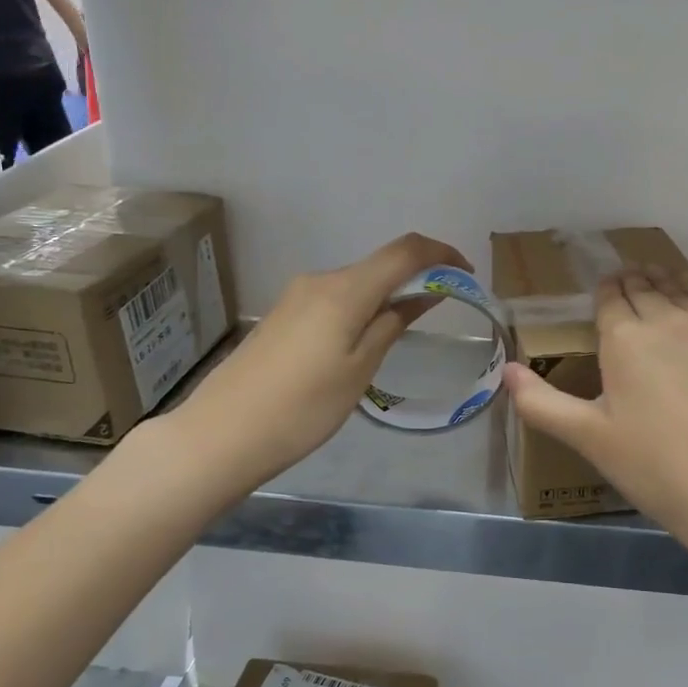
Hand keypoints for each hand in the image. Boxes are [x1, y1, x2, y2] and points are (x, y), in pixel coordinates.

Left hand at [163, 232, 467, 486]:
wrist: (221, 435)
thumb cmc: (303, 407)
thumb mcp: (360, 368)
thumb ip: (394, 322)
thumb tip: (426, 292)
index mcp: (344, 289)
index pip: (405, 251)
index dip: (441, 254)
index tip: (466, 275)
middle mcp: (320, 280)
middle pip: (380, 264)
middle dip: (417, 277)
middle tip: (441, 312)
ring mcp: (297, 296)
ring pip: (358, 282)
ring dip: (389, 294)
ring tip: (406, 332)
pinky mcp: (284, 315)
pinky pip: (336, 298)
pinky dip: (363, 307)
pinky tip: (365, 342)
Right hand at [502, 267, 687, 587]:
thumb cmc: (656, 468)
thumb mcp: (589, 439)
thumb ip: (541, 403)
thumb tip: (506, 371)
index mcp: (625, 336)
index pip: (609, 294)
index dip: (602, 291)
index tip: (599, 295)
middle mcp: (667, 317)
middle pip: (643, 283)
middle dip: (628, 281)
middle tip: (622, 287)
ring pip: (678, 284)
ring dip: (660, 279)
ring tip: (653, 281)